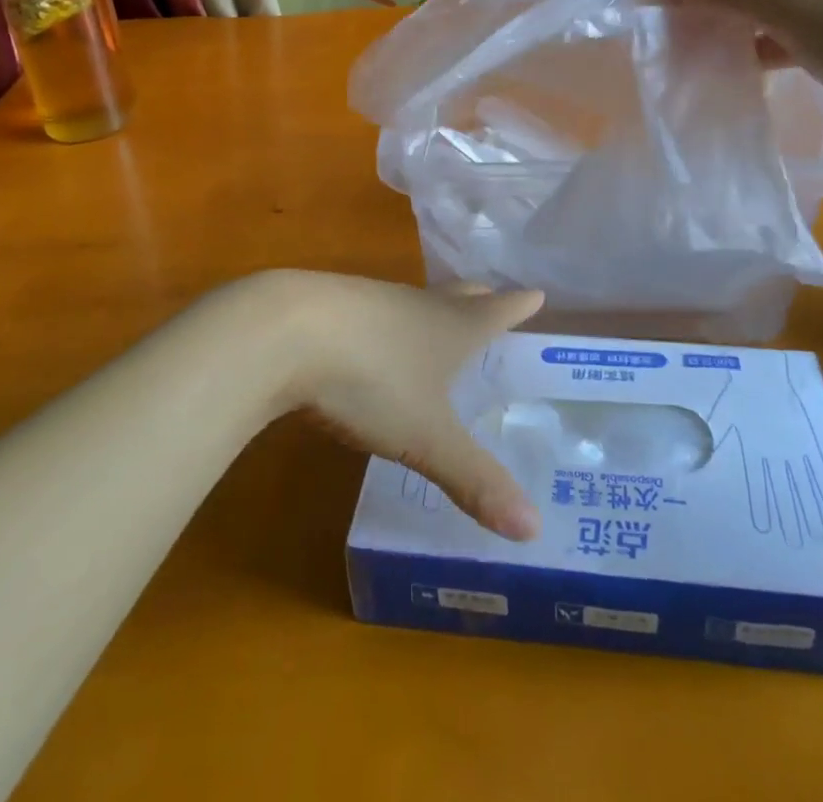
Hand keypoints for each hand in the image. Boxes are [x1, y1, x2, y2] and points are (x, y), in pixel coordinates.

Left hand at [263, 272, 544, 540]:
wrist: (284, 332)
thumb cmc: (371, 379)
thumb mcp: (425, 438)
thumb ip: (473, 480)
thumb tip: (533, 530)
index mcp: (451, 328)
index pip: (496, 311)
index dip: (519, 306)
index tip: (538, 293)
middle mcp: (417, 305)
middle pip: (457, 295)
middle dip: (479, 298)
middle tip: (492, 297)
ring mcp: (371, 300)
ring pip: (413, 302)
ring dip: (431, 309)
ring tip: (436, 323)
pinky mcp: (330, 307)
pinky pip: (372, 312)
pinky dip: (385, 323)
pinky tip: (372, 342)